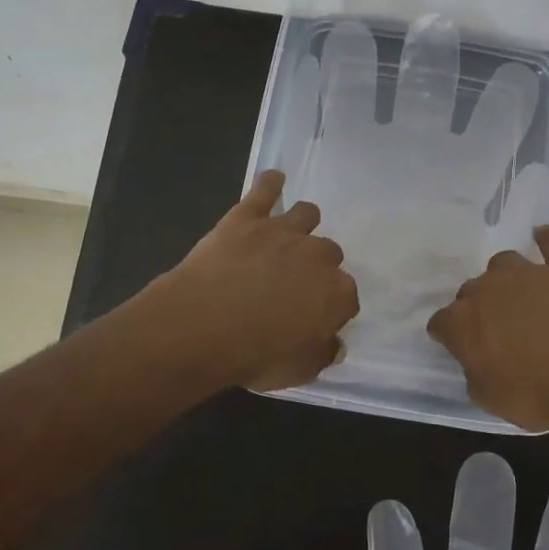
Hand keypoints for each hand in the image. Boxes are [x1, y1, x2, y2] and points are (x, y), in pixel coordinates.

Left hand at [155, 171, 360, 392]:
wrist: (202, 325)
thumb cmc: (254, 355)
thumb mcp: (298, 370)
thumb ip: (323, 353)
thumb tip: (334, 343)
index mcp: (336, 293)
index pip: (346, 297)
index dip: (330, 308)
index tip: (314, 318)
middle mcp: (318, 255)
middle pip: (329, 254)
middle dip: (316, 267)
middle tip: (293, 284)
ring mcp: (283, 231)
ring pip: (306, 214)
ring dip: (302, 225)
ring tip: (287, 236)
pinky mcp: (249, 216)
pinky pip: (266, 189)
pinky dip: (271, 183)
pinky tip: (273, 179)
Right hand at [427, 227, 548, 431]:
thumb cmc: (540, 394)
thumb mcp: (492, 400)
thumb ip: (475, 374)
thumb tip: (476, 361)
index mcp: (463, 323)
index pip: (441, 322)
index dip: (449, 335)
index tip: (461, 347)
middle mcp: (488, 289)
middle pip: (471, 290)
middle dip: (478, 306)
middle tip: (497, 330)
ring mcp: (528, 273)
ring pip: (503, 263)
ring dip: (505, 278)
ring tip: (520, 296)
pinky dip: (547, 240)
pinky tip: (544, 237)